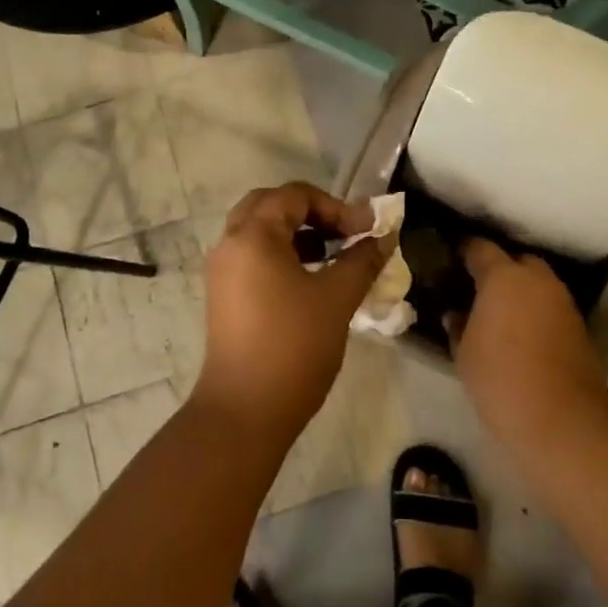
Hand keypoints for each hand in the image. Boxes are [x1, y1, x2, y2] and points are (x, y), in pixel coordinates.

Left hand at [196, 183, 394, 443]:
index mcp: (253, 235)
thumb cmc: (294, 346)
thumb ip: (363, 259)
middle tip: (345, 232)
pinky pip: (254, 256)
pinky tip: (311, 279)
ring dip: (298, 233)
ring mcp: (223, 271)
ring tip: (334, 254)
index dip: (336, 206)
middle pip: (271, 205)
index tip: (367, 230)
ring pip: (260, 231)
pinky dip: (283, 254)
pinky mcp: (224, 296)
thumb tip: (384, 237)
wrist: (245, 410)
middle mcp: (230, 244)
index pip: (295, 195)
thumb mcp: (337, 297)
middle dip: (313, 212)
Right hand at [447, 238, 607, 447]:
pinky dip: (537, 311)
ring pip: (538, 283)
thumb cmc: (500, 379)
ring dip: (522, 290)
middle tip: (479, 288)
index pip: (480, 248)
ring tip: (501, 312)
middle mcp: (537, 280)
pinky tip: (523, 332)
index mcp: (503, 277)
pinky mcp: (579, 325)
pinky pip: (551, 306)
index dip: (464, 250)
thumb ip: (458, 326)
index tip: (452, 257)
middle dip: (500, 268)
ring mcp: (563, 301)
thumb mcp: (464, 354)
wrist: (561, 419)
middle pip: (517, 260)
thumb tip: (456, 313)